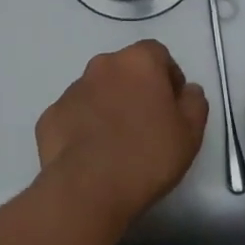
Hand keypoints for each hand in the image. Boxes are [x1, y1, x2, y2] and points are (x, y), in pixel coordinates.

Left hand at [35, 40, 208, 228]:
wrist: (87, 189)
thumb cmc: (147, 155)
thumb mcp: (190, 133)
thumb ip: (195, 103)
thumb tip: (188, 91)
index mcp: (138, 61)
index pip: (158, 54)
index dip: (169, 78)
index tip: (173, 107)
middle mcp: (102, 65)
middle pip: (125, 70)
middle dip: (137, 90)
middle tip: (147, 125)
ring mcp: (72, 89)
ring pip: (97, 91)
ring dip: (109, 107)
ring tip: (117, 144)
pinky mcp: (50, 116)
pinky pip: (75, 115)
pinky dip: (84, 127)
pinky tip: (92, 156)